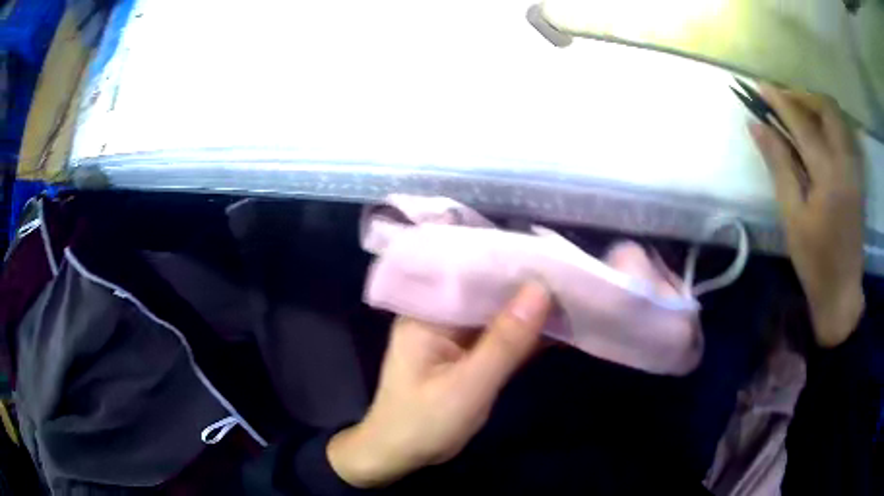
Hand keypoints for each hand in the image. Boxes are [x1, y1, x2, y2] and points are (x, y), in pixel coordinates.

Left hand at [327, 282, 550, 487]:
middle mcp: (439, 316)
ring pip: (497, 315)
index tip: (553, 255)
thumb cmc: (424, 423)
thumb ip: (505, 341)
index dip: (512, 265)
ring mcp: (453, 337)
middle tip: (571, 272)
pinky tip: (557, 326)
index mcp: (427, 312)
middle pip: (487, 292)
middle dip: (526, 286)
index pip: (473, 275)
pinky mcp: (466, 355)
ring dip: (529, 310)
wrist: (401, 457)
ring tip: (572, 292)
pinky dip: (524, 335)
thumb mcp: (468, 386)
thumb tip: (541, 289)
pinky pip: (499, 338)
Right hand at [749, 86, 864, 346]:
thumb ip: (778, 164)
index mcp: (829, 175)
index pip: (802, 123)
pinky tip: (816, 134)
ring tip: (797, 112)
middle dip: (803, 96)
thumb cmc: (814, 260)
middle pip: (828, 109)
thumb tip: (757, 125)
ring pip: (838, 119)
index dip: (779, 100)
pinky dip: (828, 123)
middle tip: (783, 100)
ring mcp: (855, 169)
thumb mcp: (792, 215)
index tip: (759, 86)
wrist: (842, 292)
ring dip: (816, 107)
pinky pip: (844, 134)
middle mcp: (846, 163)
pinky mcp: (857, 177)